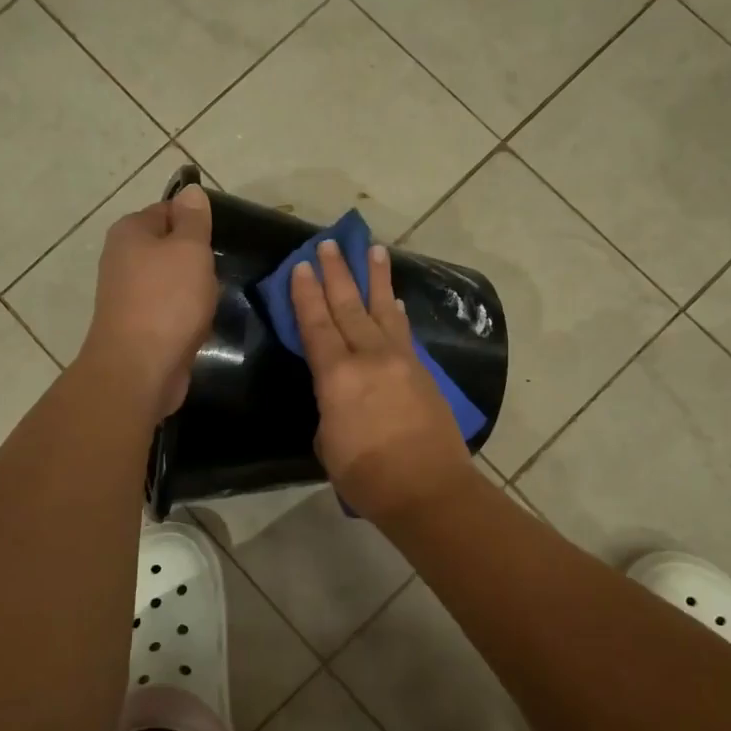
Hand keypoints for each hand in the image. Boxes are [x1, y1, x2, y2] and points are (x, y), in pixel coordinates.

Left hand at [81, 184, 217, 422]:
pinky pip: (168, 309)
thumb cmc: (168, 300)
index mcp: (130, 231)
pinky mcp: (137, 325)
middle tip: (220, 270)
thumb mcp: (190, 249)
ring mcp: (127, 294)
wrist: (139, 368)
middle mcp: (121, 258)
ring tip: (213, 299)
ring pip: (170, 280)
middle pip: (168, 246)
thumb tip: (190, 191)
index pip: (168, 210)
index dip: (196, 222)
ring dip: (193, 289)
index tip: (220, 239)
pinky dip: (185, 314)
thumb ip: (193, 220)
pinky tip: (200, 323)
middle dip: (196, 258)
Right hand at [290, 239, 470, 523]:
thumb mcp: (328, 444)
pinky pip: (404, 332)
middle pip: (349, 306)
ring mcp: (400, 361)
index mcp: (337, 376)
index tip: (302, 265)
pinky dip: (396, 312)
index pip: (316, 325)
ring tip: (374, 249)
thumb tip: (339, 396)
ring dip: (377, 278)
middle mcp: (369, 357)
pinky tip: (395, 301)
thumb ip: (329, 409)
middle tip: (330, 242)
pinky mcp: (423, 371)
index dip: (306, 294)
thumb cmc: (367, 476)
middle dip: (338, 273)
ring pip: (384, 309)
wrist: (428, 488)